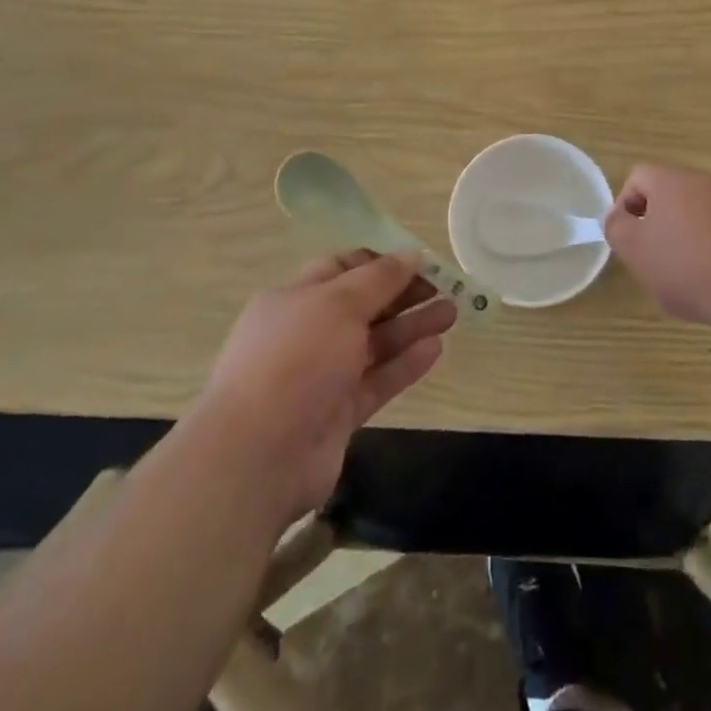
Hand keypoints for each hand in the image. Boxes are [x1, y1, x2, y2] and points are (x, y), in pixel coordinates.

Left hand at [196, 251, 457, 526]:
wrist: (258, 456)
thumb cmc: (295, 359)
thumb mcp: (338, 303)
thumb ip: (379, 279)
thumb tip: (411, 254)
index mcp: (294, 298)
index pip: (340, 269)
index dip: (379, 263)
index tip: (417, 261)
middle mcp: (306, 334)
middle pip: (362, 306)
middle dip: (402, 294)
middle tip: (446, 287)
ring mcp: (321, 377)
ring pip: (374, 344)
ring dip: (411, 327)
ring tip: (452, 313)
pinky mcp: (337, 414)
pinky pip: (377, 381)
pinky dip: (404, 365)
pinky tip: (435, 349)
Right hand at [602, 164, 710, 334]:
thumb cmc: (689, 269)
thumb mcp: (636, 252)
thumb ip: (616, 228)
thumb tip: (616, 216)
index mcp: (673, 180)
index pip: (638, 176)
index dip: (625, 205)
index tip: (629, 239)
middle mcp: (707, 182)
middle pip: (671, 193)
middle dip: (658, 222)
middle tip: (654, 258)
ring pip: (699, 213)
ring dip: (687, 236)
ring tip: (687, 275)